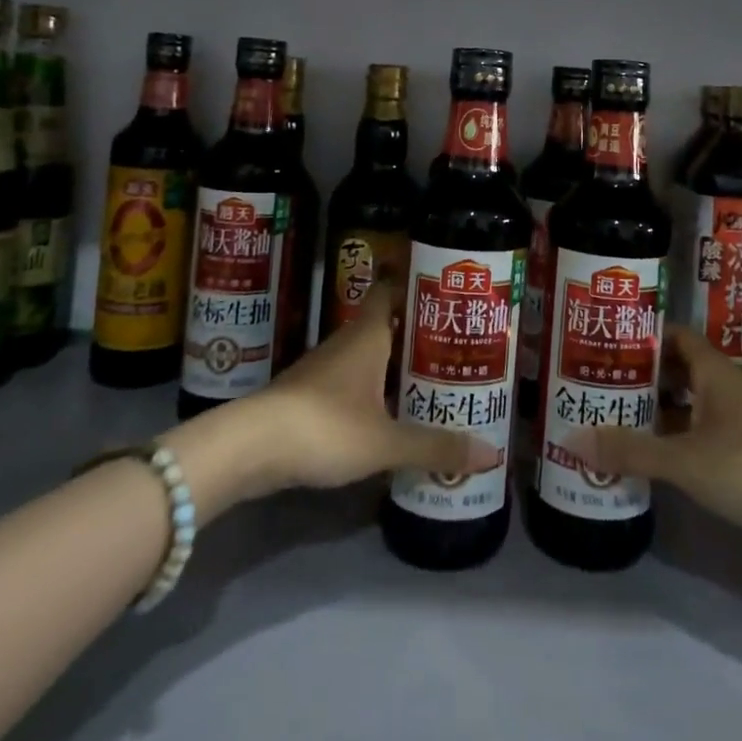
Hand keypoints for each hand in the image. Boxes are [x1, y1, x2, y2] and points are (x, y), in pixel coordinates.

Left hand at [210, 289, 497, 500]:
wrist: (249, 448)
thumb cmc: (324, 426)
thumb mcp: (385, 441)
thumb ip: (435, 446)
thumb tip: (492, 453)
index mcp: (368, 334)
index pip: (392, 290)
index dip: (416, 287)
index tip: (447, 295)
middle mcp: (347, 342)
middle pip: (387, 325)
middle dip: (418, 334)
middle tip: (457, 345)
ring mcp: (324, 369)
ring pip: (370, 356)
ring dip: (397, 365)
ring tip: (434, 379)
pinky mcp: (310, 396)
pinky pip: (353, 382)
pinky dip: (375, 390)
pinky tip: (392, 413)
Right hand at [576, 325, 741, 539]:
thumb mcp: (683, 458)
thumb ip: (630, 449)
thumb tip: (571, 439)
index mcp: (715, 373)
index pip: (676, 337)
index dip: (645, 336)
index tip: (608, 340)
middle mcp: (726, 392)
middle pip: (679, 372)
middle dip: (642, 377)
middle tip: (598, 383)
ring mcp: (738, 427)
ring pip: (688, 409)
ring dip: (656, 414)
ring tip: (612, 420)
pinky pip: (699, 441)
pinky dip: (674, 444)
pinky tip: (648, 460)